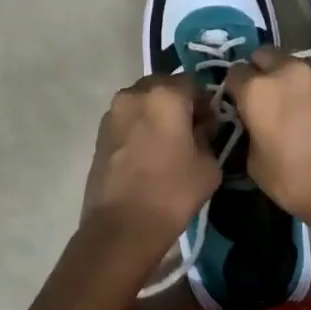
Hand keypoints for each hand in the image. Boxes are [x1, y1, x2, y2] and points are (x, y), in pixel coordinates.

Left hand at [80, 75, 221, 268]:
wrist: (121, 227)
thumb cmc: (172, 192)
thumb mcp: (209, 165)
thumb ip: (208, 136)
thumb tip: (200, 129)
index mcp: (166, 94)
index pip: (194, 82)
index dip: (205, 102)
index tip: (210, 125)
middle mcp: (136, 93)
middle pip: (164, 86)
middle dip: (179, 102)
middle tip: (189, 131)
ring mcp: (113, 112)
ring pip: (143, 101)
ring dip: (156, 113)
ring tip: (166, 144)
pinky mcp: (99, 132)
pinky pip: (127, 119)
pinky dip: (139, 127)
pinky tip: (147, 153)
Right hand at [225, 49, 310, 228]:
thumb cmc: (296, 181)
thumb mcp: (254, 164)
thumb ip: (249, 132)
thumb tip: (254, 124)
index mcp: (258, 89)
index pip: (234, 73)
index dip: (232, 90)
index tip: (236, 105)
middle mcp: (287, 72)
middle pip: (263, 55)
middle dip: (258, 71)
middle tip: (261, 98)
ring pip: (292, 64)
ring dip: (285, 78)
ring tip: (290, 105)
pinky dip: (309, 90)